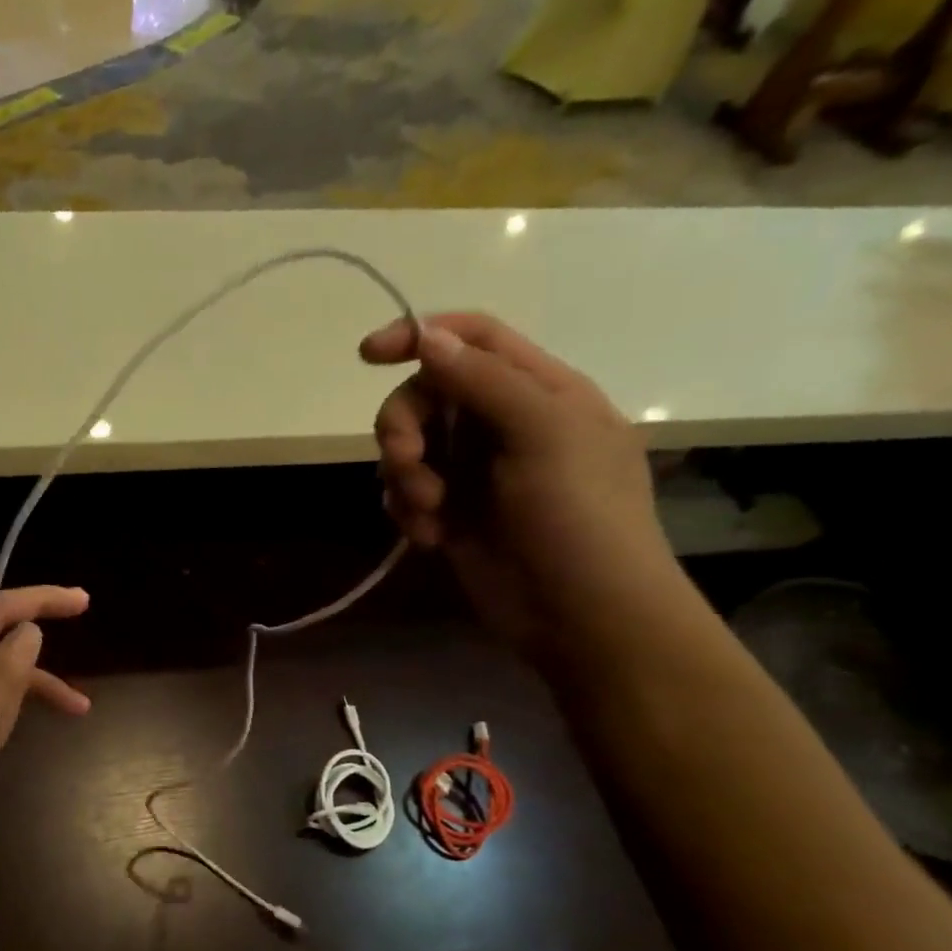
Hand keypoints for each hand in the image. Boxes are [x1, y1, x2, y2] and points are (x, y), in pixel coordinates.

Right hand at [361, 312, 683, 661]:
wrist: (583, 616)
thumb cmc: (580, 517)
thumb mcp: (544, 434)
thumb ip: (484, 381)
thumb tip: (427, 337)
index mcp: (538, 390)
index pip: (472, 339)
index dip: (420, 335)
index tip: (368, 355)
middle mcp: (502, 424)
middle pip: (426, 395)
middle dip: (404, 426)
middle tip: (408, 461)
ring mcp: (474, 472)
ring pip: (409, 447)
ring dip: (404, 475)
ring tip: (428, 512)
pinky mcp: (452, 515)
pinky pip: (406, 494)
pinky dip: (407, 511)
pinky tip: (430, 538)